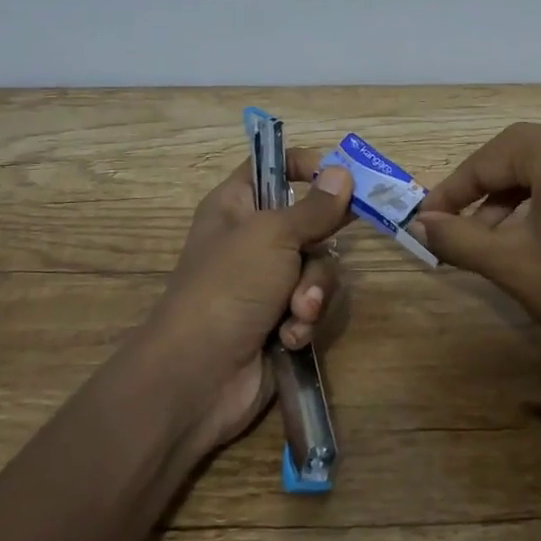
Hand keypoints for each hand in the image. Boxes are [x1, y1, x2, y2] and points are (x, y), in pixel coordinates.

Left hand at [145, 152, 353, 451]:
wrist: (198, 375)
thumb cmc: (229, 286)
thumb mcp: (274, 235)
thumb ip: (315, 207)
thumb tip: (343, 172)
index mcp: (237, 205)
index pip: (271, 165)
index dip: (303, 165)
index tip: (338, 176)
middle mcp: (252, 239)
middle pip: (308, 221)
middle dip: (319, 245)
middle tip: (324, 248)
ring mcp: (266, 282)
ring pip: (316, 267)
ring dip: (312, 291)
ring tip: (296, 311)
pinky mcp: (280, 319)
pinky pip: (311, 304)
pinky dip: (304, 320)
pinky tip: (289, 336)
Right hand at [414, 121, 540, 361]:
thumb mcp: (510, 262)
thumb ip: (458, 237)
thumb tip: (419, 224)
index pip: (488, 159)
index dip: (453, 190)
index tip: (425, 219)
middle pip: (515, 156)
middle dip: (480, 191)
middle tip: (453, 226)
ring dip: (509, 199)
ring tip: (485, 240)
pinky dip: (539, 201)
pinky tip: (525, 236)